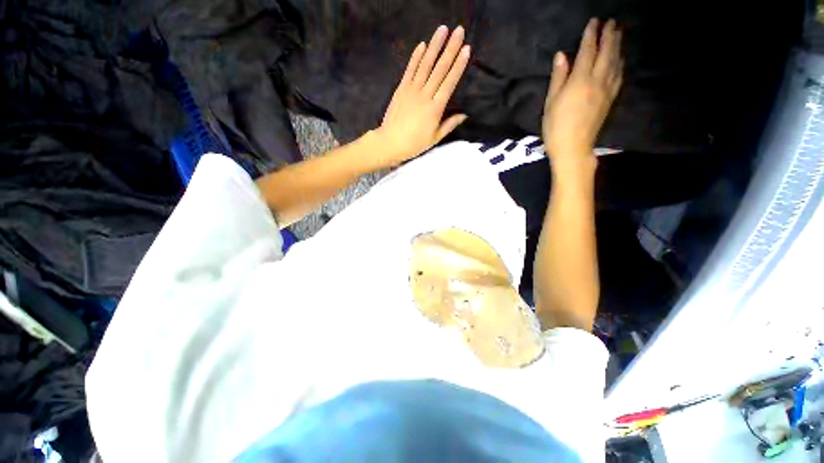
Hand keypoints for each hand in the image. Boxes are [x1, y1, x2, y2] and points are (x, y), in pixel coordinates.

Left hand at [371, 26, 470, 166]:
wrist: (391, 142)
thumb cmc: (415, 143)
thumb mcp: (435, 138)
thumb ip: (449, 125)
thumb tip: (465, 115)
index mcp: (436, 108)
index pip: (449, 82)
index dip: (458, 65)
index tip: (467, 49)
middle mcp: (425, 95)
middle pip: (440, 69)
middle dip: (450, 48)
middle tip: (459, 31)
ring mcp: (412, 90)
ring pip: (425, 65)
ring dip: (435, 46)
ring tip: (443, 30)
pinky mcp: (401, 89)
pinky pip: (410, 70)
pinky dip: (416, 57)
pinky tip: (422, 45)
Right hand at [542, 19, 622, 169]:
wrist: (573, 148)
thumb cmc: (556, 127)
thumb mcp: (550, 103)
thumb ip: (558, 78)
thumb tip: (561, 56)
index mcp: (580, 80)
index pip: (587, 51)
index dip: (591, 35)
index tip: (594, 22)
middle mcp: (597, 80)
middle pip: (607, 53)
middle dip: (609, 36)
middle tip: (612, 22)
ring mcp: (607, 90)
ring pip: (616, 62)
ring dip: (618, 46)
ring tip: (619, 35)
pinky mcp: (610, 99)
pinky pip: (618, 76)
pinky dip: (620, 64)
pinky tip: (620, 60)